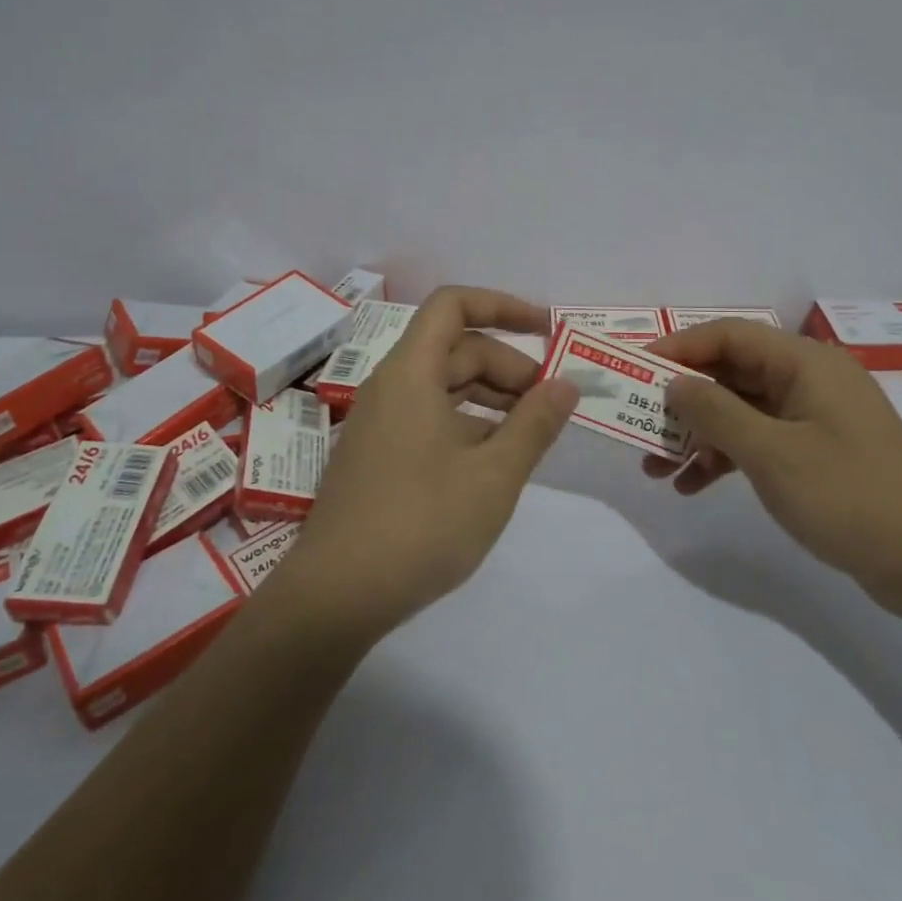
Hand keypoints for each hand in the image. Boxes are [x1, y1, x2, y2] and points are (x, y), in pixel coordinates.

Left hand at [277, 286, 578, 637]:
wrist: (336, 595)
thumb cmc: (421, 525)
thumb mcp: (494, 475)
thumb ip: (535, 424)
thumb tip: (565, 385)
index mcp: (411, 373)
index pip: (454, 305)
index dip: (503, 306)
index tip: (547, 331)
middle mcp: (391, 386)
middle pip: (456, 349)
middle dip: (508, 366)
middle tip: (551, 404)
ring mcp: (380, 422)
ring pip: (444, 386)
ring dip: (491, 397)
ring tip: (532, 432)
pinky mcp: (378, 455)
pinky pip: (430, 417)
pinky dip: (468, 424)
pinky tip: (494, 461)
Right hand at [643, 320, 901, 616]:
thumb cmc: (849, 496)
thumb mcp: (771, 454)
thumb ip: (715, 412)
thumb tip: (674, 384)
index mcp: (805, 363)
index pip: (729, 335)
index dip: (679, 348)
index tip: (635, 371)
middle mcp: (809, 380)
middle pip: (731, 373)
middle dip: (682, 400)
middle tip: (638, 424)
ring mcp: (814, 418)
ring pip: (740, 410)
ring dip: (698, 435)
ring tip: (654, 467)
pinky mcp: (816, 452)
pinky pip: (758, 441)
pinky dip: (724, 458)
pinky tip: (691, 486)